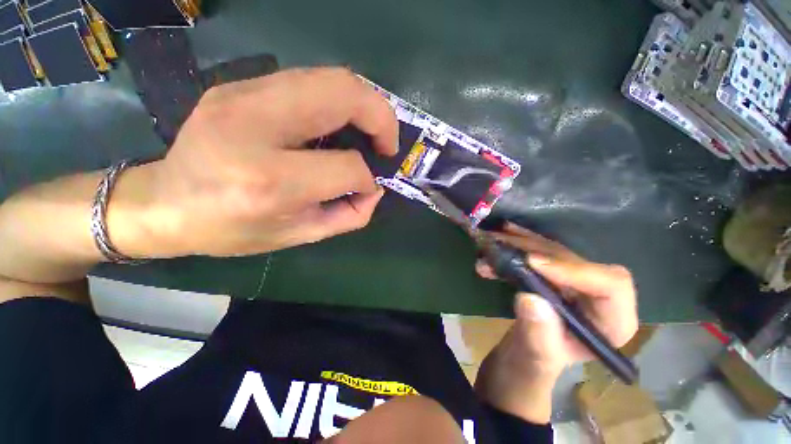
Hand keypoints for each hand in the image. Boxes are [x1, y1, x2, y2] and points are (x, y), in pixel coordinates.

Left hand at [122, 68, 397, 257]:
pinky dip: (339, 100)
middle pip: (343, 94)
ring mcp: (243, 94)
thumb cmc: (232, 230)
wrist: (163, 203)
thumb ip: (348, 215)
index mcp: (270, 180)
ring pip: (330, 77)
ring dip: (364, 104)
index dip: (367, 177)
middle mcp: (256, 127)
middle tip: (387, 144)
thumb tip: (375, 189)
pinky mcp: (240, 85)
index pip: (346, 166)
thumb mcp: (299, 235)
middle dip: (381, 117)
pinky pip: (309, 80)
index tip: (369, 186)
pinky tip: (338, 124)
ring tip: (370, 132)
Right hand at [474, 223, 636, 422]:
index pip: (611, 285)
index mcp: (611, 322)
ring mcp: (574, 281)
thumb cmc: (533, 362)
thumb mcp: (534, 356)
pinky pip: (537, 250)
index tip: (531, 263)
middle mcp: (597, 295)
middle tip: (499, 244)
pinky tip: (497, 238)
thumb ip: (537, 334)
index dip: (574, 270)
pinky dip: (515, 244)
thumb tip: (530, 298)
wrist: (522, 353)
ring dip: (519, 243)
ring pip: (552, 250)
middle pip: (573, 260)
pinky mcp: (554, 273)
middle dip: (533, 250)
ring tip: (491, 240)